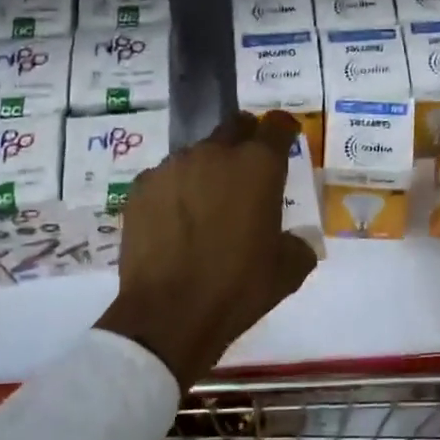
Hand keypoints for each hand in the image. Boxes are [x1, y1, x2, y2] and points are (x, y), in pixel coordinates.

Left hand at [97, 111, 318, 390]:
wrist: (169, 314)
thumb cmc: (239, 287)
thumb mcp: (289, 270)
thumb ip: (298, 242)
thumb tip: (292, 239)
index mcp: (258, 166)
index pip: (277, 125)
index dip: (284, 129)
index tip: (286, 139)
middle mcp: (215, 154)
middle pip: (235, 126)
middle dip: (246, 139)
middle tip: (248, 169)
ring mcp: (173, 167)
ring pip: (198, 154)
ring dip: (208, 169)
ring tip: (208, 205)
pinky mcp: (141, 187)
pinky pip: (166, 178)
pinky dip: (176, 191)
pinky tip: (176, 222)